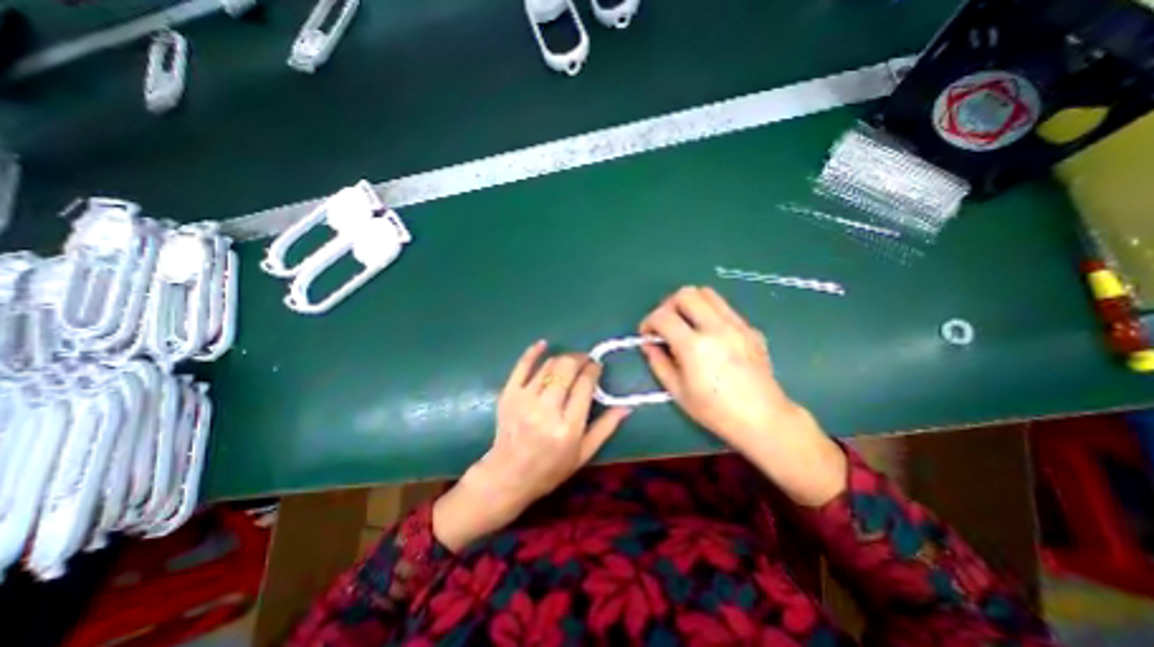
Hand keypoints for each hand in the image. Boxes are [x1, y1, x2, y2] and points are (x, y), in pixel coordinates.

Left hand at [432, 343, 629, 550]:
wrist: (508, 475)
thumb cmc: (550, 468)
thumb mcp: (583, 454)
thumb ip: (605, 428)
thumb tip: (626, 406)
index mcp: (568, 427)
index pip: (584, 384)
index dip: (593, 369)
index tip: (597, 366)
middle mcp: (546, 410)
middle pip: (566, 369)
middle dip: (580, 358)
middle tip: (586, 360)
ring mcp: (524, 400)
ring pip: (549, 365)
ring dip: (563, 358)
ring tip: (570, 362)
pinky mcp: (508, 395)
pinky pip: (521, 366)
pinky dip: (533, 352)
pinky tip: (543, 344)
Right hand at [641, 284, 845, 504]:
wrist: (763, 419)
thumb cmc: (715, 411)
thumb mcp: (677, 391)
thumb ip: (658, 362)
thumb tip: (648, 343)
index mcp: (695, 347)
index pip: (662, 316)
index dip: (648, 322)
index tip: (647, 334)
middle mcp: (716, 328)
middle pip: (685, 294)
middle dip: (668, 305)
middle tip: (666, 324)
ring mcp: (737, 325)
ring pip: (707, 293)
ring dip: (689, 303)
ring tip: (686, 323)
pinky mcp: (750, 328)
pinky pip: (724, 307)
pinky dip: (708, 312)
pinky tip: (709, 334)